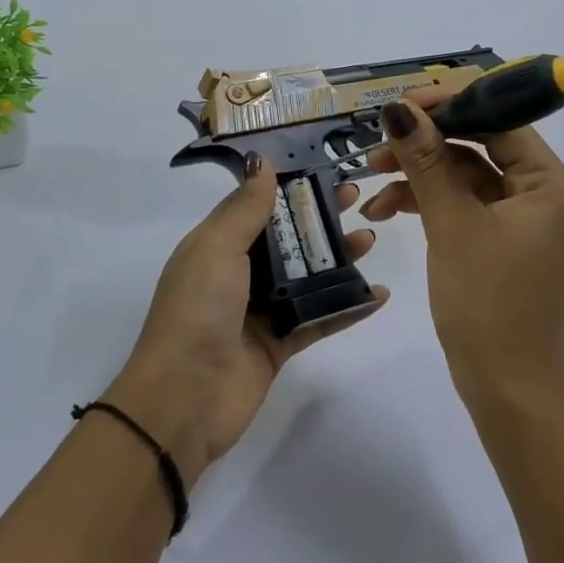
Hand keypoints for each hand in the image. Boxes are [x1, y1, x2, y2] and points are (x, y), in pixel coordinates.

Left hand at [108, 158, 386, 482]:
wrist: (183, 400)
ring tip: (370, 241)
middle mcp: (239, 274)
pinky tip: (379, 294)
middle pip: (288, 239)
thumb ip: (245, 208)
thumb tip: (262, 162)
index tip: (325, 169)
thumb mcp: (216, 249)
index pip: (258, 207)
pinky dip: (348, 306)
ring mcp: (261, 311)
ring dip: (340, 258)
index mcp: (217, 246)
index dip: (290, 188)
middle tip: (356, 200)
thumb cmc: (197, 312)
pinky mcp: (280, 344)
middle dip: (321, 219)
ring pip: (308, 277)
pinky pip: (320, 318)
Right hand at [362, 90, 563, 410]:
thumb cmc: (487, 303)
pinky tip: (387, 209)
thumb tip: (399, 108)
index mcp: (551, 182)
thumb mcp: (453, 225)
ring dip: (420, 174)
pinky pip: (463, 204)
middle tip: (377, 143)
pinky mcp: (500, 240)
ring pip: (466, 174)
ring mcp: (521, 218)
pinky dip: (428, 202)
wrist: (505, 387)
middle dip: (427, 142)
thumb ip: (426, 162)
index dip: (450, 105)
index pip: (501, 119)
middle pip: (481, 144)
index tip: (400, 104)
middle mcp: (543, 192)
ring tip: (372, 179)